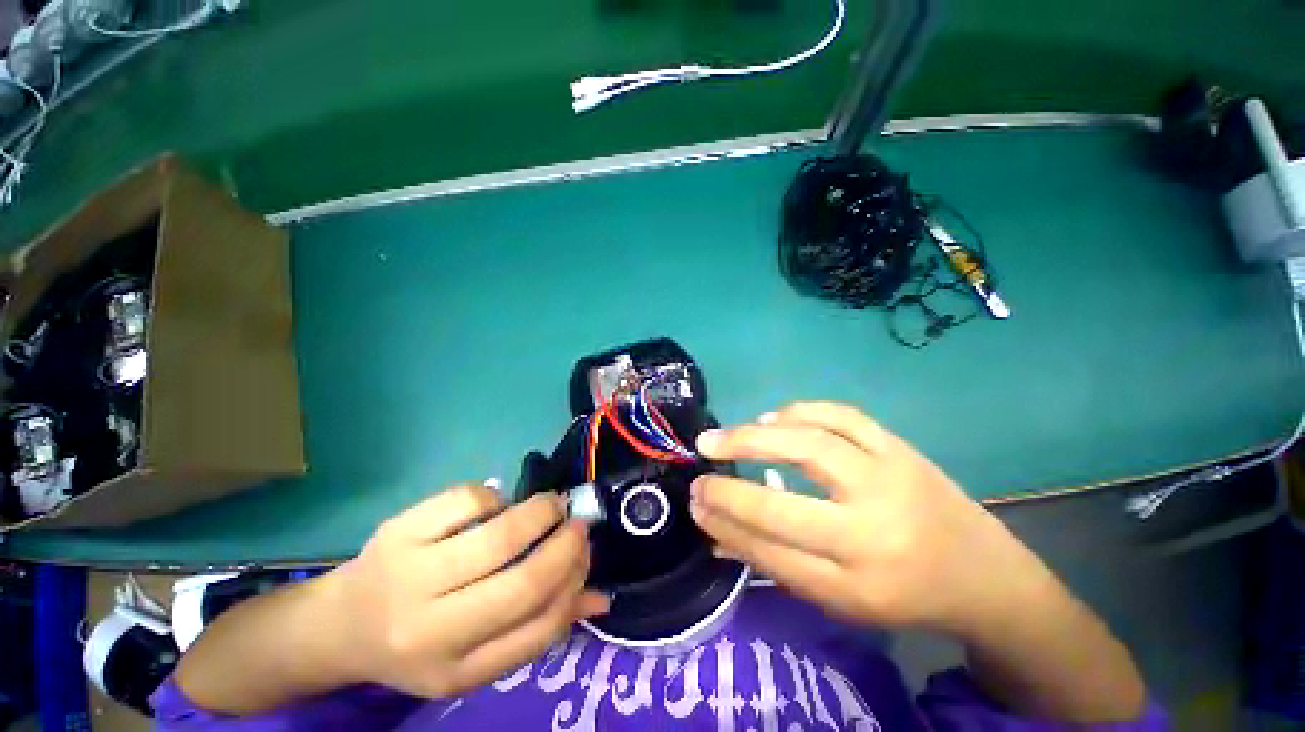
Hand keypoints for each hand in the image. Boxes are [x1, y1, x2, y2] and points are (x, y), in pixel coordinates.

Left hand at [318, 486, 608, 697]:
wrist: (337, 625)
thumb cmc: (418, 643)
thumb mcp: (475, 656)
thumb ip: (537, 628)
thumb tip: (601, 597)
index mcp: (456, 671)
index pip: (539, 627)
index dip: (574, 582)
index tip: (586, 552)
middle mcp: (432, 631)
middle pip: (525, 580)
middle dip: (566, 543)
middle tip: (577, 523)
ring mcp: (410, 576)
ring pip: (500, 534)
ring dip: (541, 510)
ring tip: (551, 505)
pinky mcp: (398, 532)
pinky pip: (468, 500)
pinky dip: (496, 498)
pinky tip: (496, 506)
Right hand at [689, 402, 1053, 636]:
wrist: (985, 573)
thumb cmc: (906, 595)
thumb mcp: (841, 601)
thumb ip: (775, 562)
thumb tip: (718, 530)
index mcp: (856, 586)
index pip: (769, 550)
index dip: (723, 522)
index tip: (694, 501)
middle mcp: (871, 533)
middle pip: (782, 504)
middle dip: (728, 484)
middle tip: (700, 461)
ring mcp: (889, 480)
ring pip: (810, 445)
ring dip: (756, 435)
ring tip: (725, 435)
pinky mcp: (900, 447)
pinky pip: (842, 416)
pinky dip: (799, 411)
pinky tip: (774, 417)